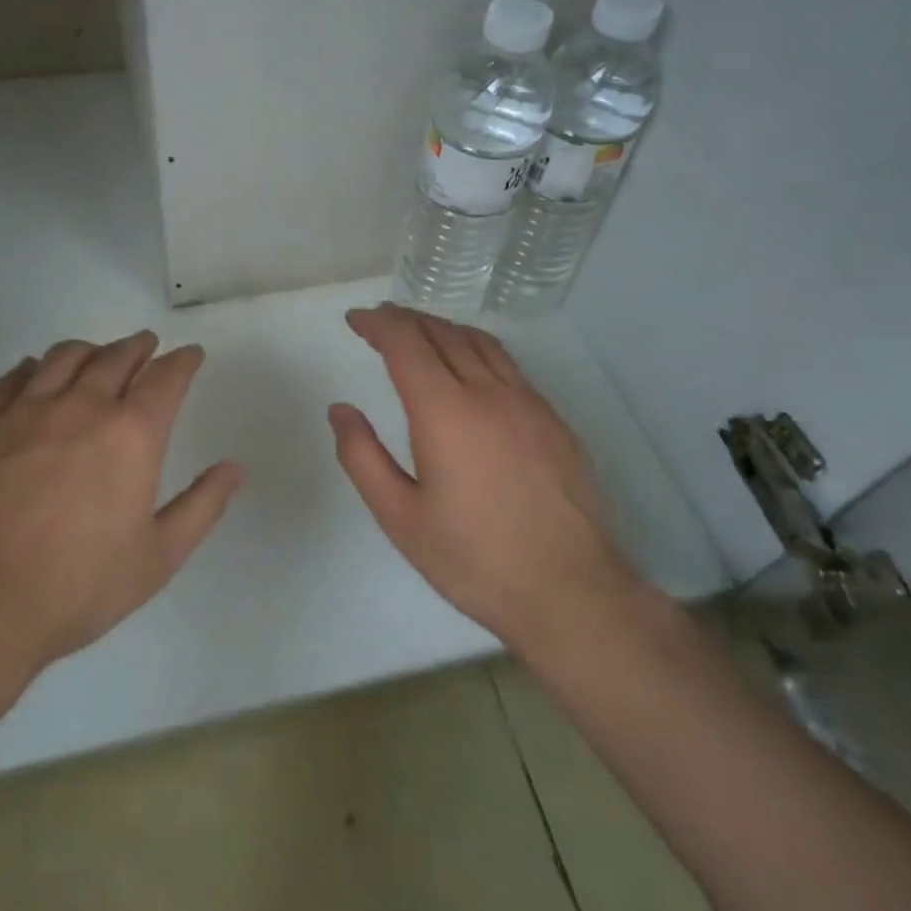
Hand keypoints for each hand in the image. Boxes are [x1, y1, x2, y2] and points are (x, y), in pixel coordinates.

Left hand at [0, 330, 244, 677]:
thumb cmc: (77, 586)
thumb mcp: (158, 557)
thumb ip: (202, 506)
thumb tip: (235, 468)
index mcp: (131, 434)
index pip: (165, 378)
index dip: (182, 361)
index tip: (190, 355)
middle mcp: (81, 407)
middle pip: (115, 357)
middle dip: (137, 346)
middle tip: (146, 345)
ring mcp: (24, 412)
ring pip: (63, 358)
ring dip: (88, 349)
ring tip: (95, 353)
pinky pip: (9, 379)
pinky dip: (30, 368)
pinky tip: (32, 373)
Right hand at [328, 304, 638, 657]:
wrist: (569, 591)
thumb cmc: (473, 558)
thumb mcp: (399, 517)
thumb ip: (362, 457)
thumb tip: (341, 410)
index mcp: (445, 411)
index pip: (406, 343)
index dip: (378, 323)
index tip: (356, 320)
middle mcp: (489, 392)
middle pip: (443, 333)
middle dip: (406, 319)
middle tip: (381, 320)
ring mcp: (529, 403)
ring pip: (481, 343)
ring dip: (443, 328)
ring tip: (420, 332)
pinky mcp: (554, 421)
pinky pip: (509, 366)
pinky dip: (477, 350)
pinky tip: (471, 370)